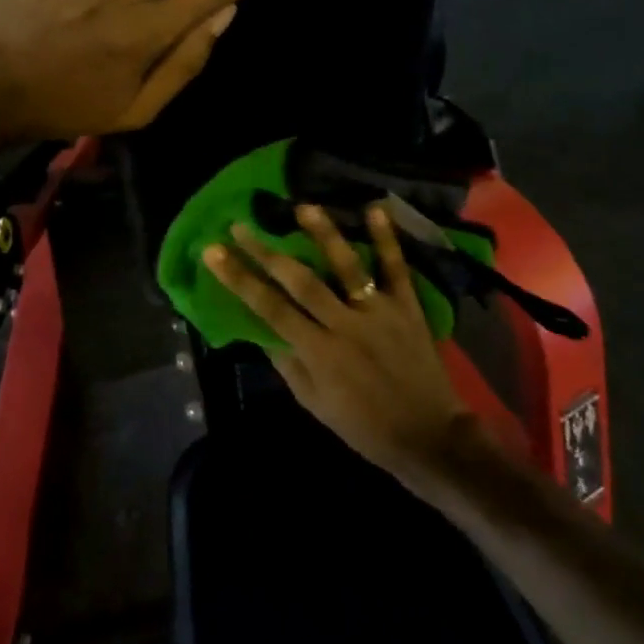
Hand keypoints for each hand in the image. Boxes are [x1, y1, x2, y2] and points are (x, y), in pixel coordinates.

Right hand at [203, 202, 474, 484]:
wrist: (428, 437)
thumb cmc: (365, 426)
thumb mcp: (316, 404)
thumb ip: (289, 364)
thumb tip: (261, 329)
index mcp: (319, 353)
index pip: (270, 309)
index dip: (239, 279)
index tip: (214, 252)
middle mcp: (345, 325)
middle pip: (300, 281)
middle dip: (266, 252)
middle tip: (241, 225)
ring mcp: (379, 312)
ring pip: (347, 267)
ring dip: (324, 234)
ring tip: (303, 207)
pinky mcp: (407, 307)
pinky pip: (397, 269)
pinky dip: (387, 239)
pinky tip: (374, 209)